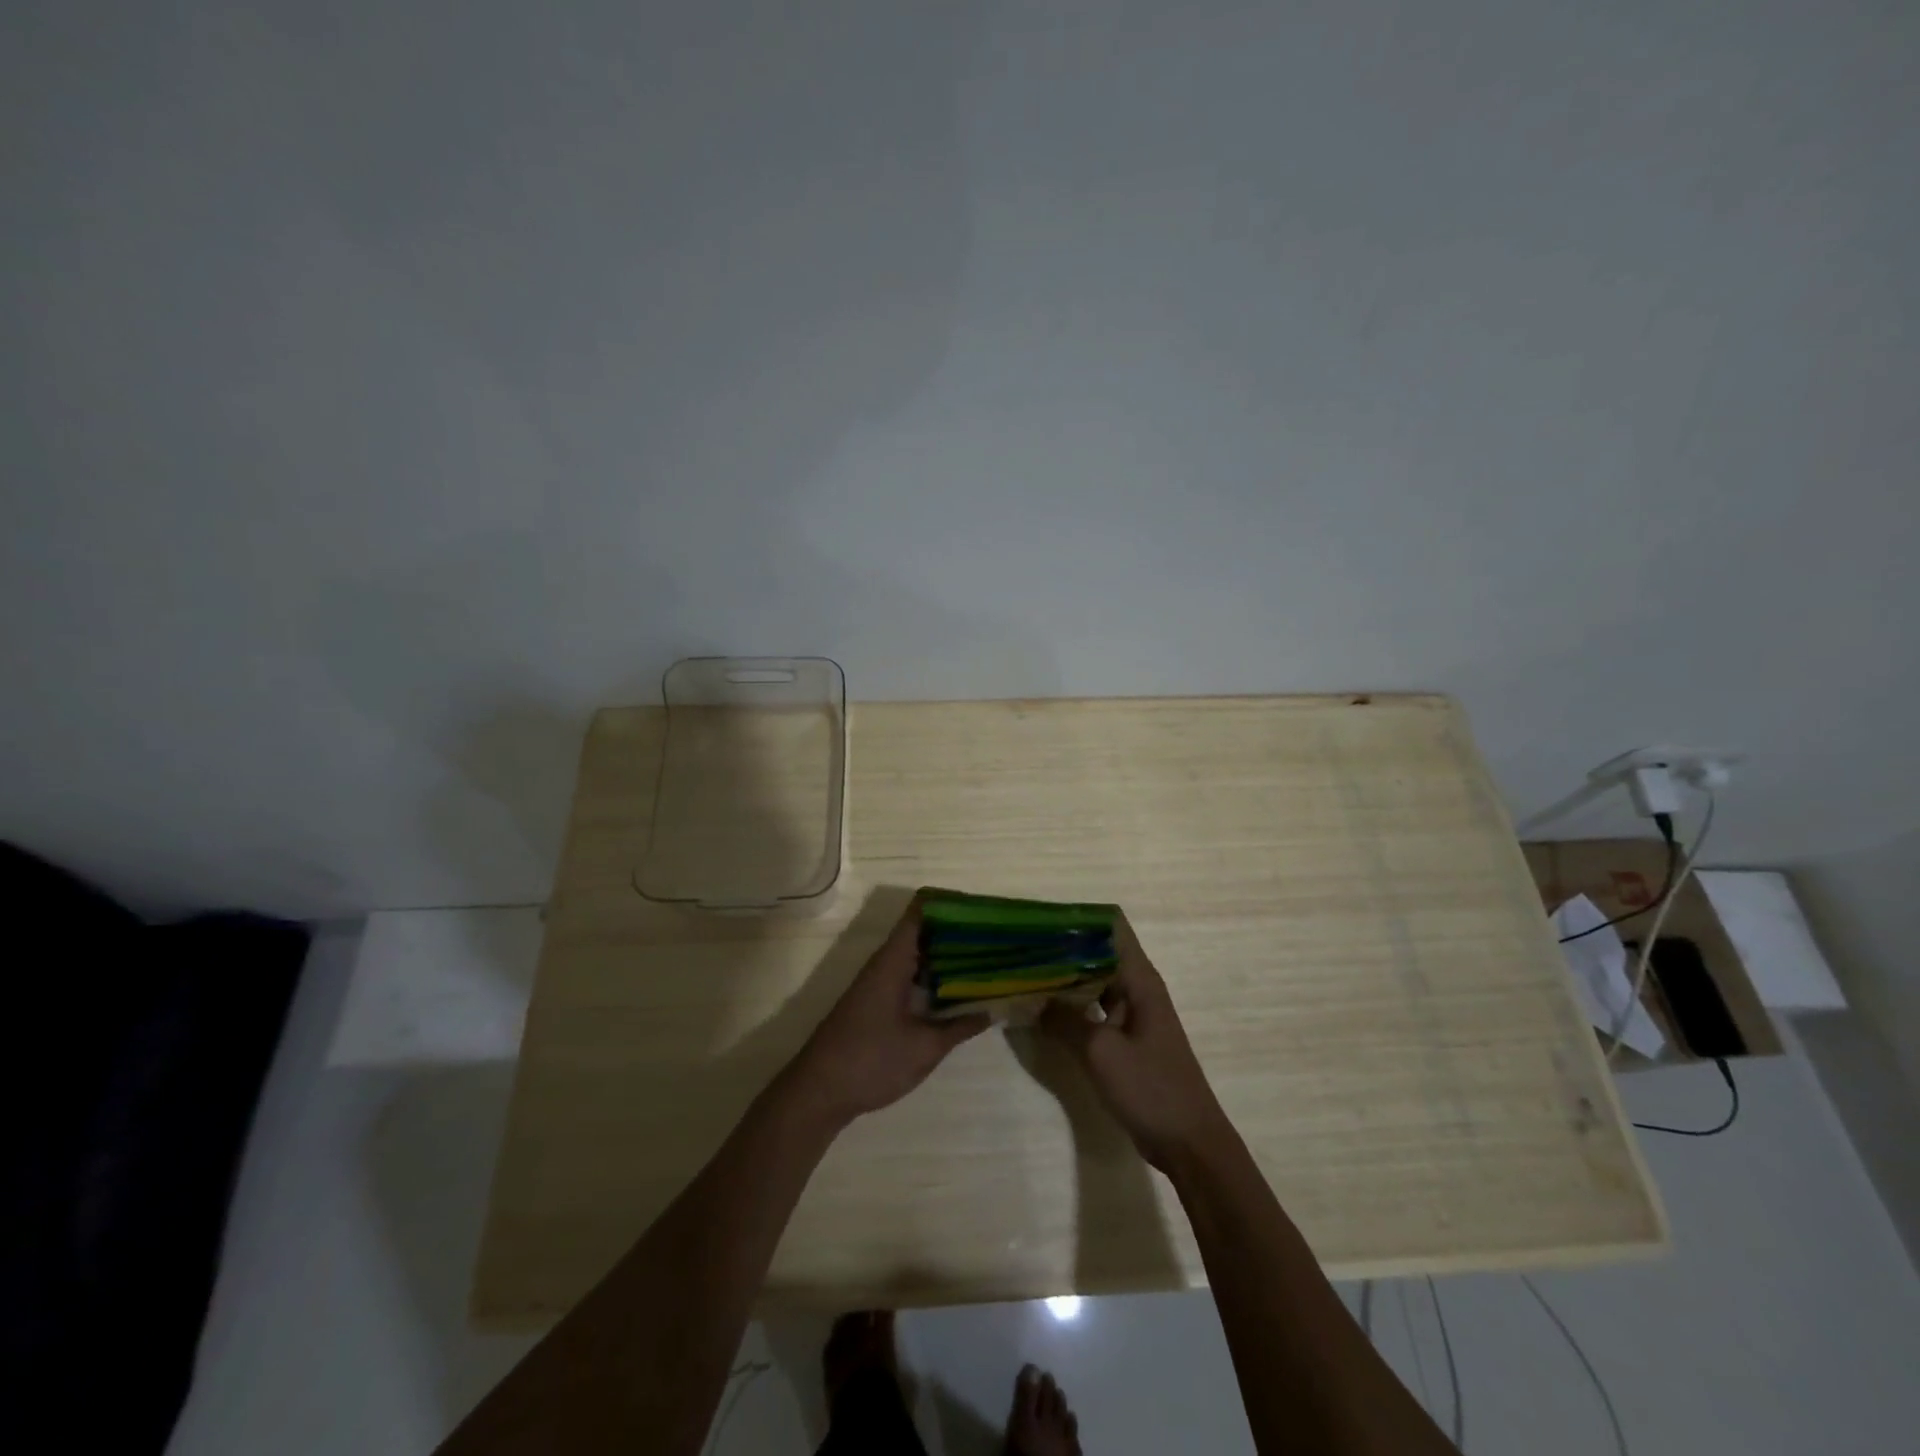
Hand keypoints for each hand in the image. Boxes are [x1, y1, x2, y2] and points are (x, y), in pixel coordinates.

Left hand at [786, 899, 989, 1128]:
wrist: (818, 1092)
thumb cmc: (871, 1061)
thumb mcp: (924, 1047)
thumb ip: (960, 1026)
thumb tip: (993, 1010)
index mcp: (893, 960)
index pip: (922, 910)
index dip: (951, 904)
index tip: (985, 911)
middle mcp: (886, 963)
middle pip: (924, 931)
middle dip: (959, 932)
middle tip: (998, 938)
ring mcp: (880, 982)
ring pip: (919, 955)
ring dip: (949, 956)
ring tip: (989, 959)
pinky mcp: (879, 1002)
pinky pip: (912, 976)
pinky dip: (937, 977)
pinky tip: (961, 991)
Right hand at [1039, 914, 1229, 1172]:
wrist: (1190, 1144)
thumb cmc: (1151, 1089)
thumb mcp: (1100, 1052)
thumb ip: (1064, 1020)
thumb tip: (1033, 997)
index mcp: (1138, 978)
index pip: (1110, 925)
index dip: (1077, 917)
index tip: (1039, 920)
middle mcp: (1135, 987)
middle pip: (1097, 950)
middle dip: (1061, 946)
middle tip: (1019, 946)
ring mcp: (1131, 1013)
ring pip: (1092, 980)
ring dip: (1063, 976)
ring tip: (1022, 971)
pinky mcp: (1124, 1037)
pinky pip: (1093, 1008)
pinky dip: (1070, 1005)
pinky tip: (1041, 1009)